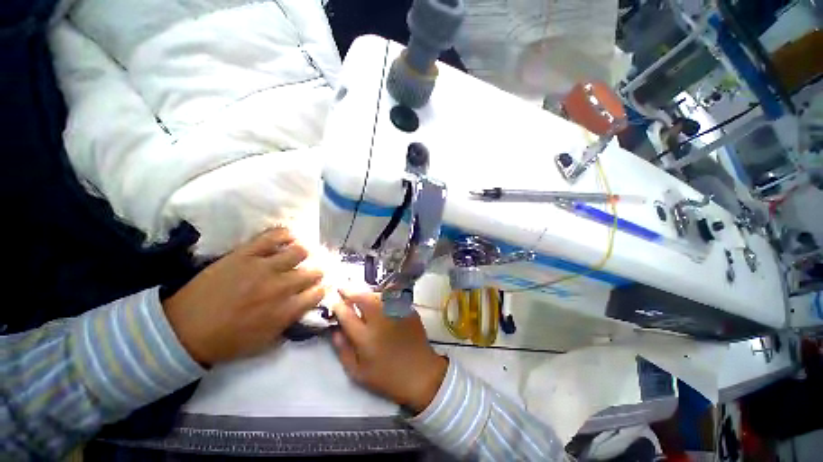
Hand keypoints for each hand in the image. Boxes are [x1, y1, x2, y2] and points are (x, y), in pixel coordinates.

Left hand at [163, 228, 325, 364]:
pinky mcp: (246, 254)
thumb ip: (289, 325)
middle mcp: (281, 287)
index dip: (321, 290)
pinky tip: (288, 238)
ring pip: (300, 251)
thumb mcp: (264, 343)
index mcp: (286, 310)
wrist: (183, 330)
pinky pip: (274, 236)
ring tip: (298, 256)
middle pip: (313, 272)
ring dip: (303, 255)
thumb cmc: (226, 341)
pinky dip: (285, 235)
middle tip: (309, 274)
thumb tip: (305, 310)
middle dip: (316, 273)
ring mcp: (263, 268)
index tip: (317, 289)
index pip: (318, 293)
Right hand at [332, 291, 447, 413]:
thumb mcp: (358, 372)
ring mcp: (396, 312)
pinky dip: (381, 296)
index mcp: (366, 338)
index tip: (334, 302)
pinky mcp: (407, 309)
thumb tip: (335, 330)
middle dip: (350, 291)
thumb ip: (343, 350)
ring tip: (360, 295)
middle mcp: (380, 321)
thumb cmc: (387, 376)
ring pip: (377, 294)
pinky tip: (378, 300)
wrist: (419, 372)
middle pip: (363, 298)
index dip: (338, 306)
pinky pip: (391, 297)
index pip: (347, 315)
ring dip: (366, 292)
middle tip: (343, 289)